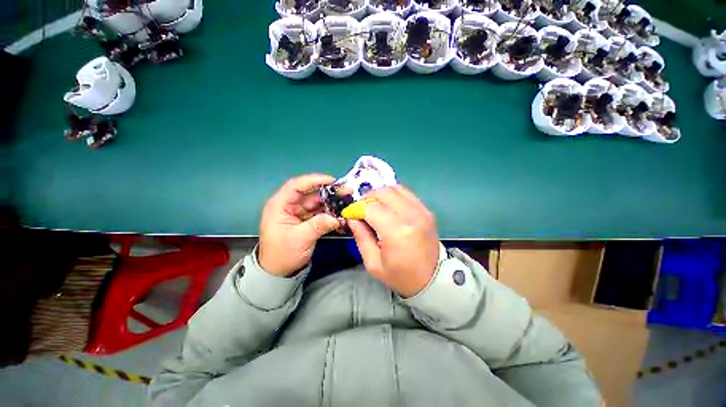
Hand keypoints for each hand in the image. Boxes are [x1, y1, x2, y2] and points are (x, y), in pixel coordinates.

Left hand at [258, 174, 341, 276]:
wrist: (278, 272)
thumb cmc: (282, 254)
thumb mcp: (300, 239)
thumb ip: (318, 225)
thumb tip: (337, 218)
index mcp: (280, 205)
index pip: (296, 186)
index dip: (314, 180)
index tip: (332, 181)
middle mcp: (289, 206)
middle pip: (310, 193)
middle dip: (329, 192)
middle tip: (346, 192)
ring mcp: (299, 213)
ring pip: (317, 203)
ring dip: (331, 202)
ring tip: (347, 202)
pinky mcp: (306, 220)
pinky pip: (319, 213)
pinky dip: (330, 213)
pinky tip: (341, 213)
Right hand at [348, 185, 439, 297]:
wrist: (432, 279)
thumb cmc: (400, 275)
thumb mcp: (373, 263)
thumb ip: (361, 236)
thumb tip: (352, 217)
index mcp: (396, 232)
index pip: (371, 207)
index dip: (357, 208)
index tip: (350, 214)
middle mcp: (411, 216)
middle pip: (383, 192)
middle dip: (367, 198)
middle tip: (362, 209)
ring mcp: (422, 211)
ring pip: (395, 188)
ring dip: (380, 194)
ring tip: (375, 207)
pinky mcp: (426, 210)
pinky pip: (406, 193)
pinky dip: (393, 196)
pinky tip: (389, 207)